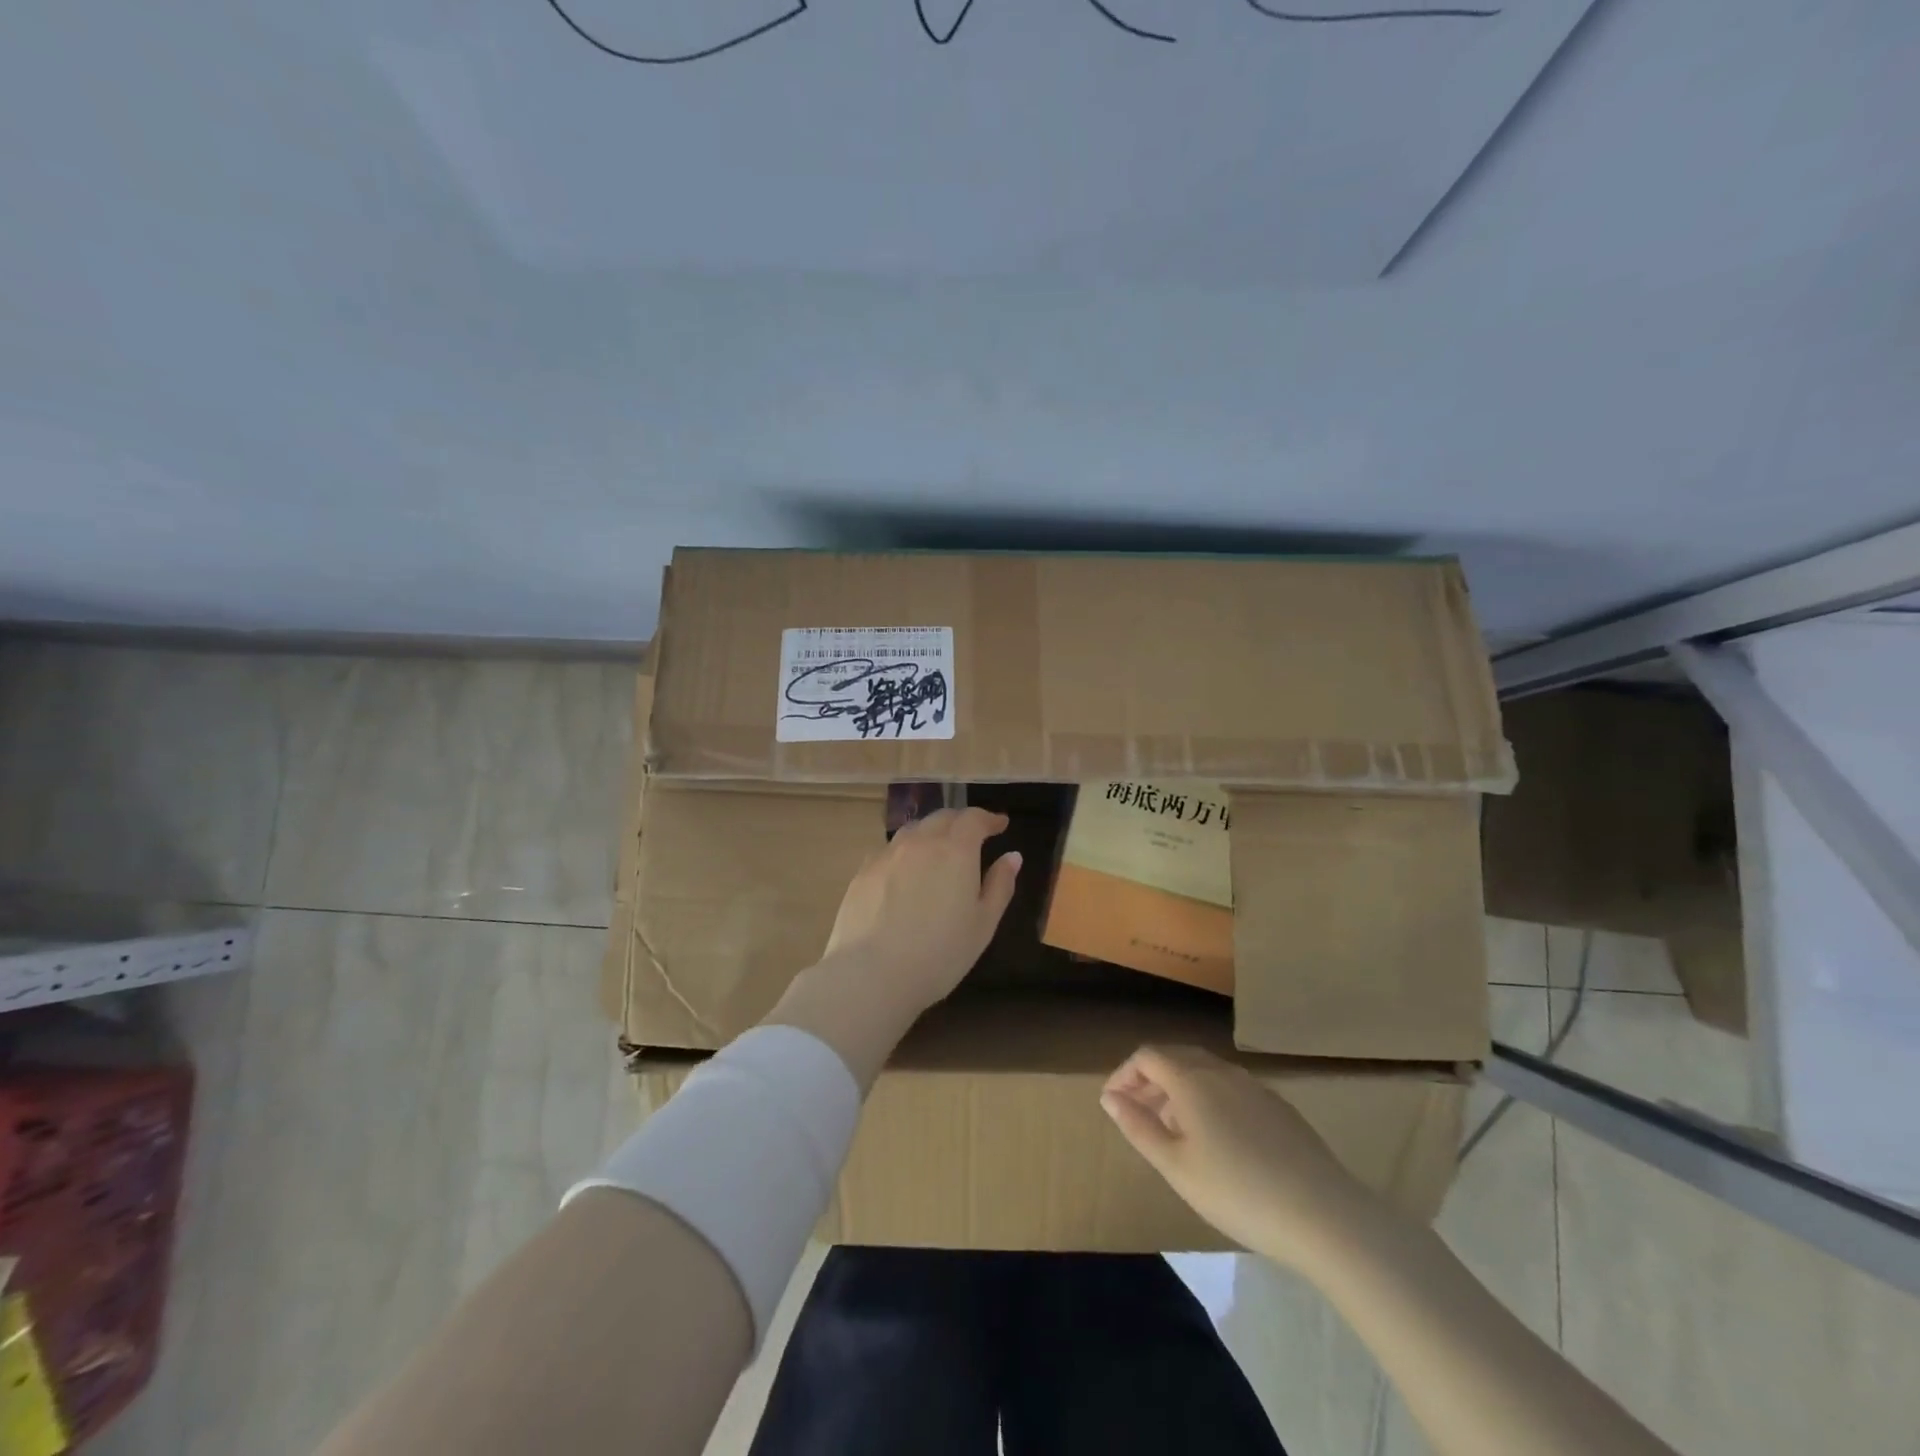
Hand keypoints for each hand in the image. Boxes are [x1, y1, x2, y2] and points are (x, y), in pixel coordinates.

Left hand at [821, 807, 1021, 1020]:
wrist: (871, 973)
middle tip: (972, 834)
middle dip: (961, 821)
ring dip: (931, 832)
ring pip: (913, 830)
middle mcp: (920, 842)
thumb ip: (999, 885)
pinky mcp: (863, 871)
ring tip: (939, 848)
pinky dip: (906, 851)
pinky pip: (890, 850)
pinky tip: (905, 871)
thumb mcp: (983, 924)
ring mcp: (887, 854)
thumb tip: (1012, 856)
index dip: (989, 818)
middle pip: (942, 817)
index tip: (1000, 824)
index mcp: (955, 850)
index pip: (974, 818)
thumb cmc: (939, 953)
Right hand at [1101, 1045, 1374, 1266]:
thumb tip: (1110, 1097)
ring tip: (1174, 1131)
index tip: (1114, 1105)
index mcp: (1191, 1079)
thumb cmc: (1238, 1192)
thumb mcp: (1176, 1167)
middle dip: (1151, 1080)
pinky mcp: (1278, 1106)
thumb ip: (1138, 1127)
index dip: (1124, 1075)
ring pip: (1205, 1072)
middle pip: (1176, 1058)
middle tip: (1139, 1116)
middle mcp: (1221, 1071)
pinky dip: (1210, 1100)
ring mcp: (1254, 1086)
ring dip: (1180, 1090)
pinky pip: (1231, 1088)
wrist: (1324, 1215)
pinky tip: (1219, 1141)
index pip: (1147, 1056)